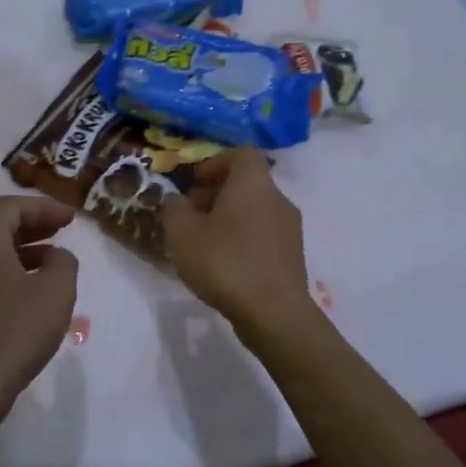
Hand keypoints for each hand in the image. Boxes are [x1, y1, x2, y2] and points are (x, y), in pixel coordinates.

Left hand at [0, 195, 79, 413]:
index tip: (71, 219)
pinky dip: (11, 270)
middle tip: (63, 230)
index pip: (9, 207)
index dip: (43, 207)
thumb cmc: (17, 330)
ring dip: (24, 249)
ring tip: (54, 260)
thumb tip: (55, 257)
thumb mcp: (56, 290)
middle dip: (33, 224)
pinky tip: (34, 290)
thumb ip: (63, 261)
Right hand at [161, 148, 316, 335]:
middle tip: (190, 215)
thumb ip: (173, 209)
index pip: (241, 154)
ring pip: (255, 210)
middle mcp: (278, 198)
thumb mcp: (181, 233)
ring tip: (203, 243)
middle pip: (247, 183)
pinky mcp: (292, 256)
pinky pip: (263, 235)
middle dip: (216, 193)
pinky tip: (223, 265)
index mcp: (253, 183)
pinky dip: (243, 239)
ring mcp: (290, 228)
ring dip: (229, 218)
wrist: (274, 313)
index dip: (214, 163)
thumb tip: (175, 200)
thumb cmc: (225, 262)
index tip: (194, 183)